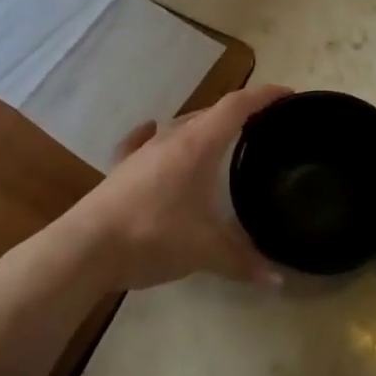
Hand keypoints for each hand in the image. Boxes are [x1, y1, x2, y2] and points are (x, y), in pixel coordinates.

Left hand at [62, 84, 292, 291]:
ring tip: (222, 138)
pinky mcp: (122, 169)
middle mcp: (171, 138)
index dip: (264, 96)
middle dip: (238, 113)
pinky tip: (153, 134)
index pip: (237, 107)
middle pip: (210, 113)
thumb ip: (244, 262)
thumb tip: (277, 280)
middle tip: (263, 125)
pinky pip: (143, 142)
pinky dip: (157, 136)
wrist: (87, 247)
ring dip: (203, 127)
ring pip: (179, 127)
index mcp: (198, 145)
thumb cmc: (154, 236)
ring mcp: (142, 152)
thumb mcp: (206, 251)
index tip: (288, 94)